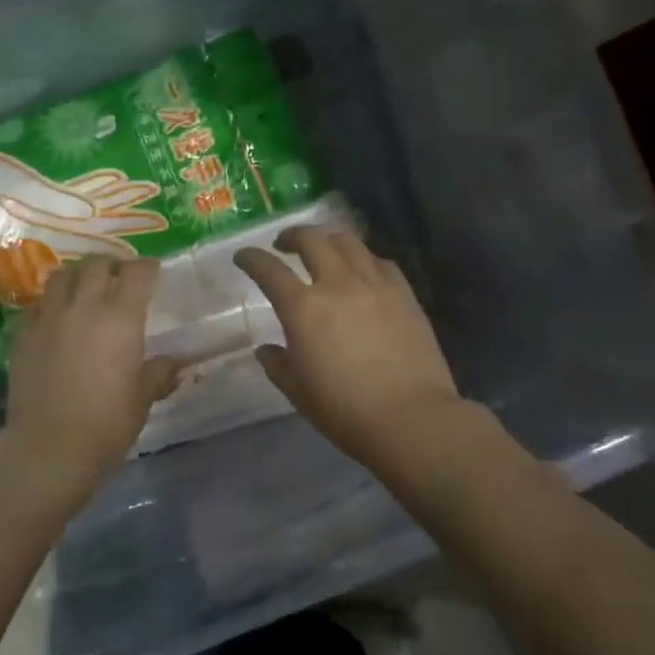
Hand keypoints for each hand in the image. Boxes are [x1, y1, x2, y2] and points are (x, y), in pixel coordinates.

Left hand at [0, 255, 179, 509]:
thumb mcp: (142, 399)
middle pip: (97, 264)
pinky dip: (52, 301)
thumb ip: (159, 372)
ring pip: (62, 275)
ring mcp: (49, 317)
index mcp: (121, 319)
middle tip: (119, 275)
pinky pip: (38, 303)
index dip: (147, 267)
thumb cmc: (106, 425)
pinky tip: (57, 316)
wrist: (48, 449)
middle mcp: (84, 307)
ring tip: (85, 288)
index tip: (152, 271)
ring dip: (78, 275)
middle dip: (112, 263)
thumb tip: (175, 362)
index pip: (137, 273)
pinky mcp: (23, 334)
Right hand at [236, 227, 462, 463]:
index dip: (251, 258)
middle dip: (292, 236)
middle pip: (311, 240)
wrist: (411, 418)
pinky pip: (379, 262)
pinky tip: (362, 271)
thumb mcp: (298, 392)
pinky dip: (363, 259)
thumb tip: (267, 350)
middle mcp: (337, 284)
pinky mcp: (404, 293)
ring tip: (323, 250)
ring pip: (348, 241)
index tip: (243, 256)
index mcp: (303, 308)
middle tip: (283, 245)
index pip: (268, 270)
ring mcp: (374, 284)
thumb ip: (278, 365)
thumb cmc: (345, 410)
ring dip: (328, 240)